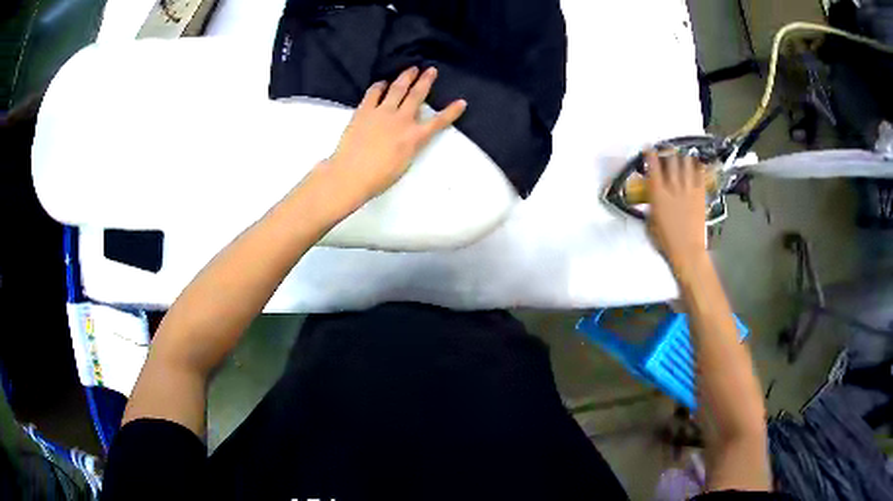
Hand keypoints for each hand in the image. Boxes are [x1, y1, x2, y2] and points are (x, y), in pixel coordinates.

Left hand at [324, 66, 466, 204]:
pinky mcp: (364, 111)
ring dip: (406, 77)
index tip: (461, 102)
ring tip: (411, 68)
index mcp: (414, 137)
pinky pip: (373, 93)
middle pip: (417, 95)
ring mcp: (382, 112)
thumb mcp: (404, 162)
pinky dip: (379, 86)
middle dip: (426, 81)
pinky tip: (382, 83)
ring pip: (397, 88)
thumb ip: (410, 143)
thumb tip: (410, 131)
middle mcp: (401, 120)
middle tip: (431, 70)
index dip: (451, 112)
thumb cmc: (378, 177)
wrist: (351, 175)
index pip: (438, 122)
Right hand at [645, 150, 708, 276]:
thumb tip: (653, 195)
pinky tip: (698, 163)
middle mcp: (673, 187)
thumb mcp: (651, 222)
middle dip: (668, 151)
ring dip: (683, 156)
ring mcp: (689, 190)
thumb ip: (653, 204)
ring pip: (686, 164)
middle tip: (667, 147)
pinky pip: (701, 175)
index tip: (649, 147)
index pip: (653, 167)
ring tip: (682, 153)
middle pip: (671, 161)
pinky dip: (698, 166)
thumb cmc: (666, 241)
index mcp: (658, 194)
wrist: (688, 251)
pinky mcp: (700, 195)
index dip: (650, 154)